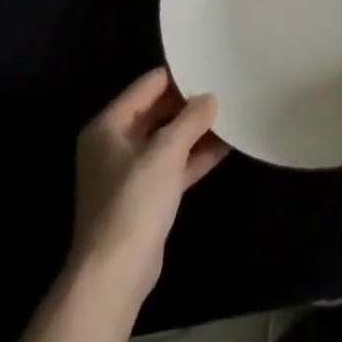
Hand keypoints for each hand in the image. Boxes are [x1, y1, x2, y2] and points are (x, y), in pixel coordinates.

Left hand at [70, 68, 228, 304]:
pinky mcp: (145, 197)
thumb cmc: (133, 202)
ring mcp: (129, 172)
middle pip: (158, 112)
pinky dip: (195, 156)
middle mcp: (115, 144)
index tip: (211, 66)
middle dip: (190, 104)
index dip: (179, 76)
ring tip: (232, 114)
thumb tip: (210, 98)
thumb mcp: (165, 152)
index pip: (148, 86)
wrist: (114, 274)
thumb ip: (190, 120)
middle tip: (226, 89)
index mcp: (109, 125)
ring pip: (167, 140)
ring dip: (196, 131)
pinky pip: (173, 166)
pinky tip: (226, 146)